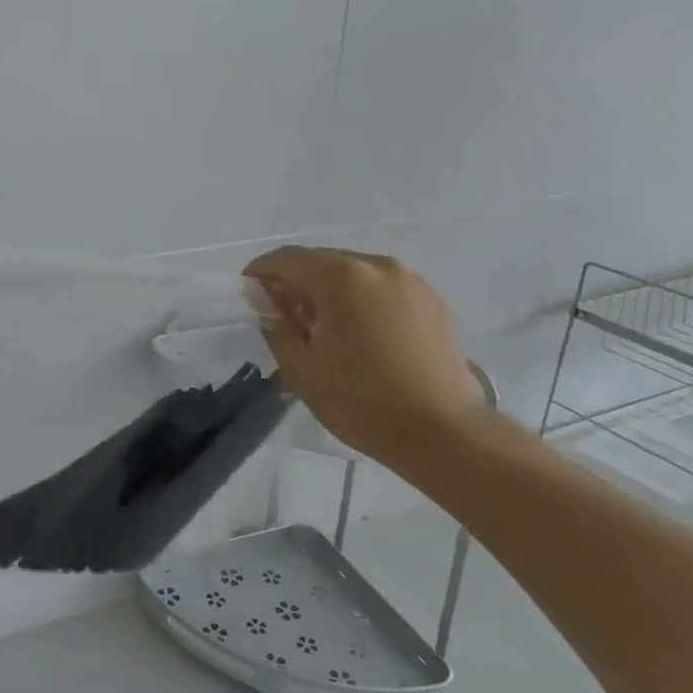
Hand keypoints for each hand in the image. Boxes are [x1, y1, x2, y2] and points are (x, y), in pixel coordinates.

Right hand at [244, 246, 487, 463]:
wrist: (445, 433)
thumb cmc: (363, 401)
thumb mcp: (301, 369)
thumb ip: (277, 328)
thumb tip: (269, 306)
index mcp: (342, 277)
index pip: (287, 259)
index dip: (260, 272)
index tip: (247, 294)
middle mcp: (377, 266)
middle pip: (321, 261)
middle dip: (295, 282)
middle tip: (280, 315)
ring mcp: (410, 281)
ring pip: (353, 273)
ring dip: (328, 290)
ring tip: (319, 327)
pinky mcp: (431, 301)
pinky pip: (381, 288)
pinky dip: (359, 300)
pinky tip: (357, 334)